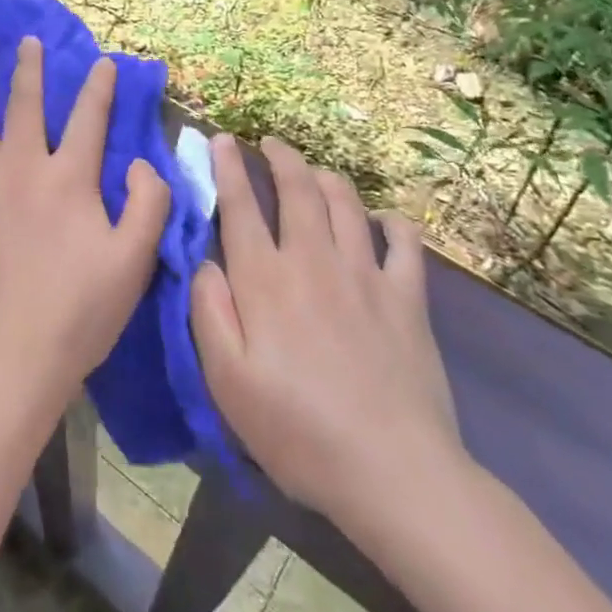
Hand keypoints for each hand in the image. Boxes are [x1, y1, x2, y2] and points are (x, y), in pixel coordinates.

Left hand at [0, 36, 168, 418]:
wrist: (11, 353)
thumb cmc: (79, 309)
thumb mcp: (133, 260)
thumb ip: (148, 204)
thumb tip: (140, 162)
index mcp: (69, 177)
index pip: (89, 118)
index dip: (99, 87)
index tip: (103, 62)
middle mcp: (22, 166)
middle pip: (25, 104)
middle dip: (30, 68)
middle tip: (28, 41)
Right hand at [191, 135, 462, 538]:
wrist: (393, 472)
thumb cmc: (297, 430)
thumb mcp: (227, 381)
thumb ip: (209, 311)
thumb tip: (203, 261)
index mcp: (265, 279)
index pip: (240, 206)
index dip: (227, 167)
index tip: (219, 139)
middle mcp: (313, 261)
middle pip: (298, 189)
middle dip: (281, 157)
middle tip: (270, 142)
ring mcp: (365, 275)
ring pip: (346, 203)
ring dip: (327, 177)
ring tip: (316, 171)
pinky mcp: (407, 298)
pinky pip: (404, 242)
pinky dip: (393, 222)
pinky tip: (385, 220)